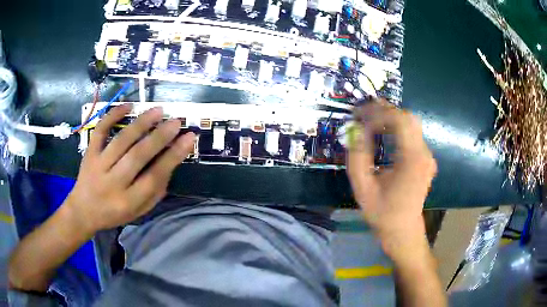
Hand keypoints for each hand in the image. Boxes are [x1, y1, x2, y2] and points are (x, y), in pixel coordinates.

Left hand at [66, 104, 195, 233]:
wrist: (83, 211)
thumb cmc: (114, 213)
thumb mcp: (139, 211)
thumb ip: (155, 191)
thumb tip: (170, 162)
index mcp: (128, 201)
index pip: (154, 176)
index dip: (173, 156)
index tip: (189, 139)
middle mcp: (113, 182)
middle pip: (138, 156)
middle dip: (159, 137)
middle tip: (176, 121)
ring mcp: (98, 165)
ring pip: (121, 141)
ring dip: (141, 124)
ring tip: (158, 111)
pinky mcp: (89, 153)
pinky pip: (100, 131)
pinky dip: (112, 116)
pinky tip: (128, 106)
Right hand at [346, 101, 436, 259]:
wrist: (403, 230)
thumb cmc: (382, 213)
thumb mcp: (362, 189)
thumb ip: (357, 157)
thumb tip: (355, 130)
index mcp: (412, 160)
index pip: (400, 121)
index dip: (378, 114)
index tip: (359, 118)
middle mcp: (424, 154)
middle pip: (408, 118)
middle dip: (384, 111)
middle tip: (363, 113)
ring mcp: (427, 155)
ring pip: (410, 123)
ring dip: (390, 118)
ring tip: (369, 120)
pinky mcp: (425, 158)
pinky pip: (411, 134)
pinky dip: (396, 127)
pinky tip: (382, 131)